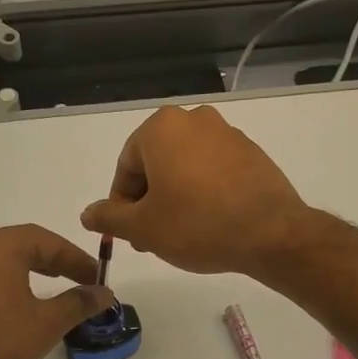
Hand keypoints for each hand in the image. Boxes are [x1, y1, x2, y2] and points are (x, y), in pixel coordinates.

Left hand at [0, 224, 114, 358]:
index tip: (98, 279)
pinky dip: (14, 282)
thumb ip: (79, 303)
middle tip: (84, 281)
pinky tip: (26, 302)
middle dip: (58, 261)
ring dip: (36, 271)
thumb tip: (104, 293)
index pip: (48, 241)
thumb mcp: (47, 323)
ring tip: (60, 288)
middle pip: (26, 245)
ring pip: (7, 260)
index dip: (78, 259)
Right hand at [80, 106, 311, 274]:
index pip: (126, 167)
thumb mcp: (143, 227)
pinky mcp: (251, 153)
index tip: (129, 234)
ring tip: (180, 235)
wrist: (270, 233)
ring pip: (184, 168)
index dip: (121, 204)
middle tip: (151, 238)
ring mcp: (227, 133)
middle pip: (155, 164)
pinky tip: (208, 224)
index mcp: (162, 128)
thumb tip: (87, 214)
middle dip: (148, 202)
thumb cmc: (196, 226)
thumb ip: (109, 218)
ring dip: (174, 199)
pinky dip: (203, 194)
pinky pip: (213, 172)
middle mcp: (194, 119)